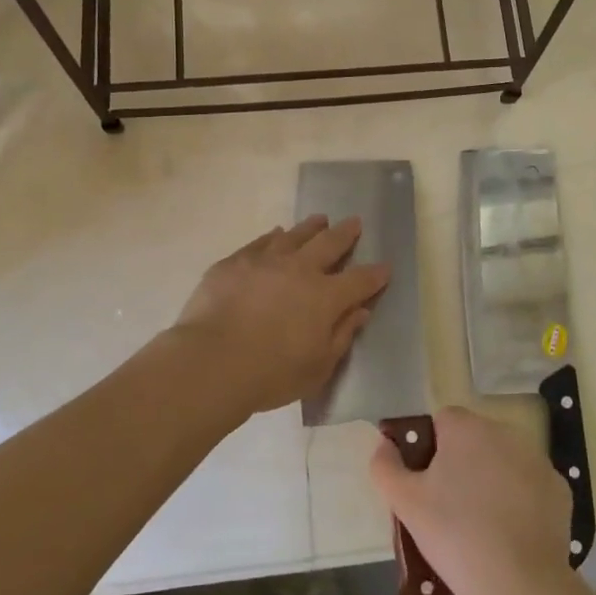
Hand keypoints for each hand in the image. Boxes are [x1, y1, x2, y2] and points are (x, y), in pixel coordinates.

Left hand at [172, 216, 389, 418]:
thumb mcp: (318, 368)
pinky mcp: (234, 263)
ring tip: (320, 219)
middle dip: (345, 233)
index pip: (359, 281)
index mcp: (325, 297)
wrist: (211, 362)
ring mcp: (265, 261)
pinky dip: (273, 237)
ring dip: (311, 227)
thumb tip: (360, 311)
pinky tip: (276, 234)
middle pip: (329, 244)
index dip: (375, 274)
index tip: (385, 267)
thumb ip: (341, 336)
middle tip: (354, 222)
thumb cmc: (271, 374)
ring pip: (295, 236)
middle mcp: (300, 270)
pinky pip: (260, 243)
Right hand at [370, 407, 578, 594]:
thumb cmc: (454, 535)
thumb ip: (386, 466)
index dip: (430, 449)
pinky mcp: (559, 488)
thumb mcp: (405, 503)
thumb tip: (383, 444)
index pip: (442, 421)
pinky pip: (529, 485)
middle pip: (474, 439)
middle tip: (449, 507)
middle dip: (461, 463)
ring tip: (480, 524)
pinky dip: (519, 500)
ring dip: (490, 479)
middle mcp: (505, 432)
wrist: (519, 585)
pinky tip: (509, 532)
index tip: (426, 484)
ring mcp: (537, 459)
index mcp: (466, 428)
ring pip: (503, 460)